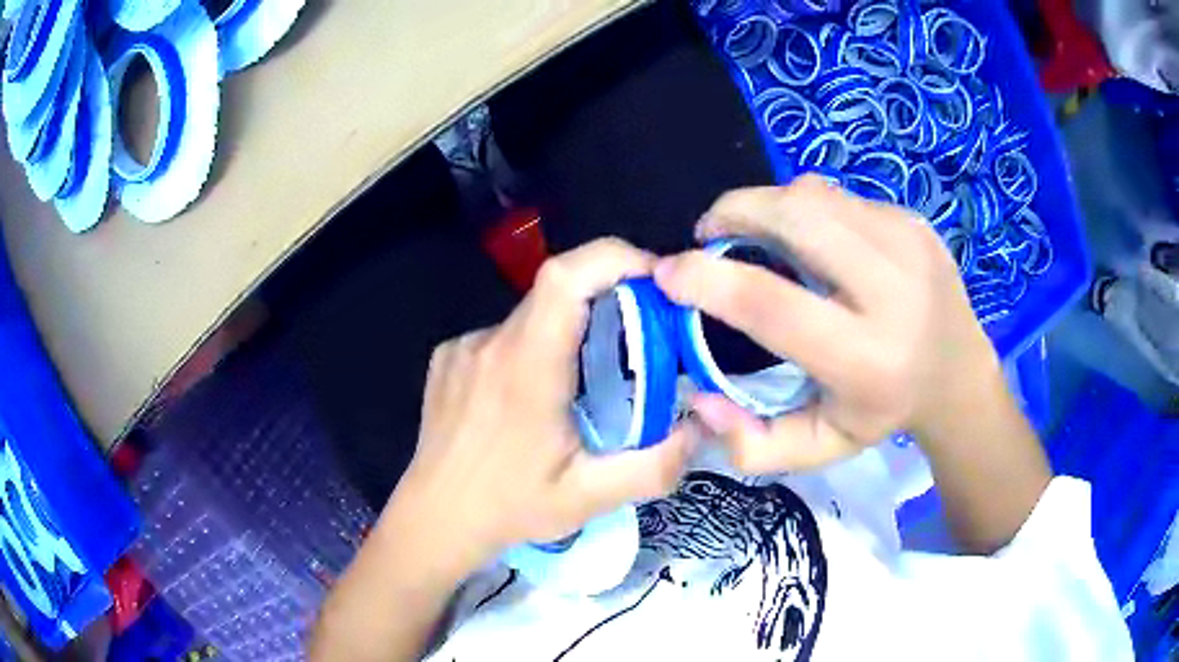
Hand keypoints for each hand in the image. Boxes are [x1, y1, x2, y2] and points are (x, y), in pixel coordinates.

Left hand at [389, 238, 696, 576]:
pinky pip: (502, 337)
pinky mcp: (447, 358)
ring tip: (578, 389)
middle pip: (555, 291)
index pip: (565, 277)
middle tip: (634, 343)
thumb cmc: (508, 508)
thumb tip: (703, 426)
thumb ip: (655, 466)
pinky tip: (527, 400)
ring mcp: (463, 347)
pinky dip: (530, 351)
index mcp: (526, 367)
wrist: (433, 520)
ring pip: (531, 317)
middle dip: (605, 300)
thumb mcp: (589, 498)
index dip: (614, 258)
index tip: (654, 278)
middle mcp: (490, 343)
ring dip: (565, 334)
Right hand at [654, 176, 1003, 472]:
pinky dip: (809, 209)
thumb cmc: (884, 413)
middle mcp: (892, 291)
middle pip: (796, 218)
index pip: (771, 304)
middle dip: (735, 211)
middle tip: (709, 231)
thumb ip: (754, 443)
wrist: (959, 375)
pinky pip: (840, 197)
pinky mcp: (913, 221)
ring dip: (769, 206)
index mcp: (864, 358)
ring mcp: (908, 244)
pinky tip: (815, 240)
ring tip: (757, 233)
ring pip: (814, 195)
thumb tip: (699, 399)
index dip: (707, 280)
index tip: (668, 271)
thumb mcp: (819, 448)